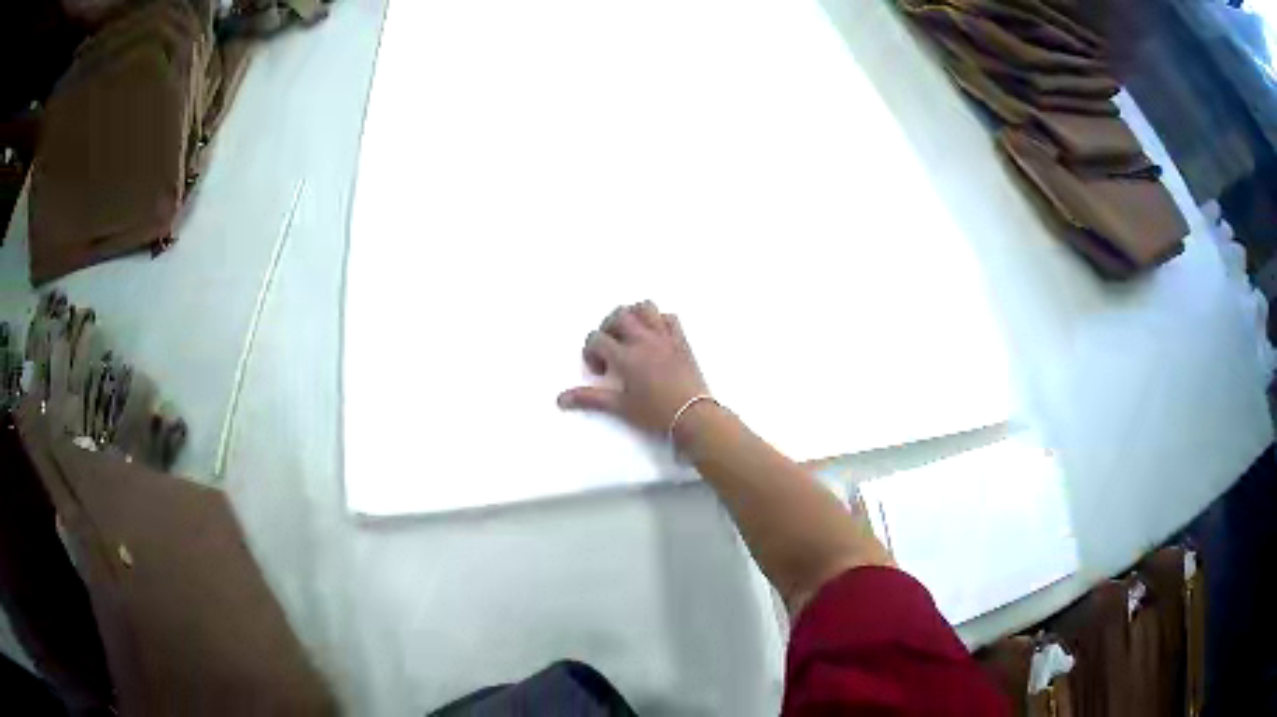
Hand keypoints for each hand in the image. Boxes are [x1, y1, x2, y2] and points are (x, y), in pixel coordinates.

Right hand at [558, 301, 708, 434]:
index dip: (591, 351)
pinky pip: (669, 317)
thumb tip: (560, 399)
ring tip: (630, 334)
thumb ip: (590, 398)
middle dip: (608, 327)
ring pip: (644, 307)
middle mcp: (643, 340)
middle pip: (619, 315)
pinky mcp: (681, 339)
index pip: (597, 338)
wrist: (693, 416)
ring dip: (633, 316)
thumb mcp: (620, 407)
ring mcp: (664, 337)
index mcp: (626, 356)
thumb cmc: (655, 414)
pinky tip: (654, 337)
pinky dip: (659, 320)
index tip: (600, 370)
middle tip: (610, 347)